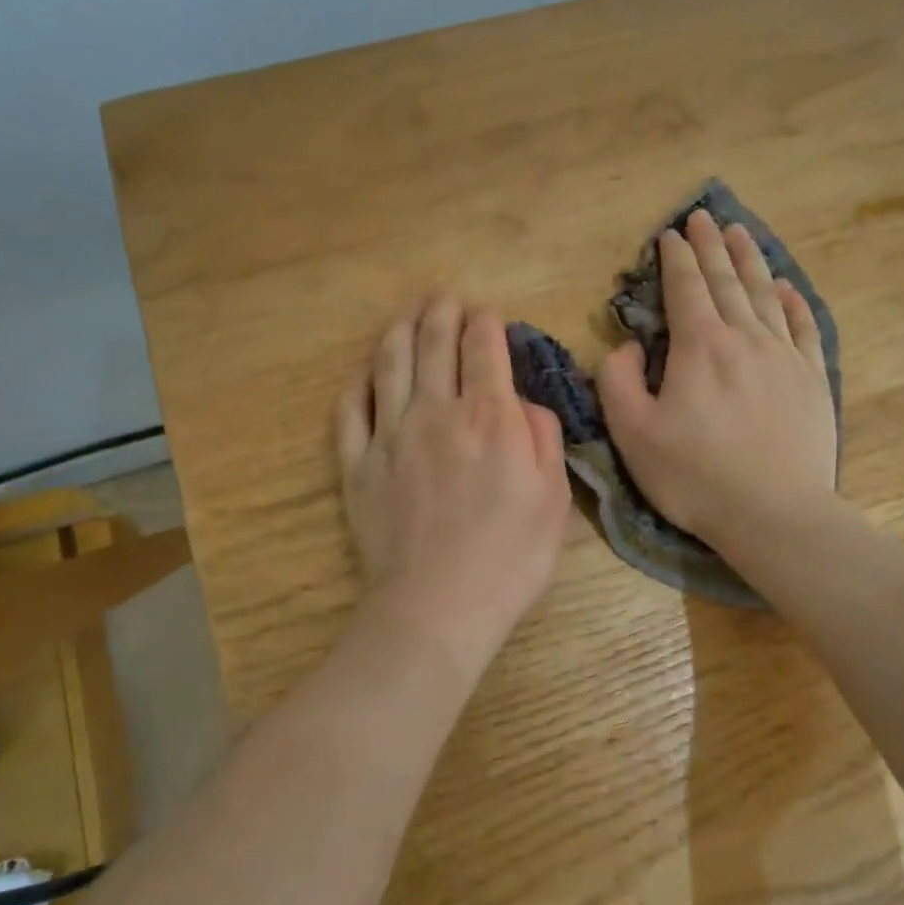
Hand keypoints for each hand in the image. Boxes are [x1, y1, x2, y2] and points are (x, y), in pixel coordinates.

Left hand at [337, 297, 571, 679]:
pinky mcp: (356, 465)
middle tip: (443, 298)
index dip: (486, 323)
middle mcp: (436, 412)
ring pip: (388, 365)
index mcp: (490, 417)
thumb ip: (542, 438)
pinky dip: (357, 386)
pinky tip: (364, 377)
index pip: (484, 348)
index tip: (488, 315)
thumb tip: (521, 402)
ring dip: (398, 332)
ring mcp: (390, 436)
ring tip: (405, 317)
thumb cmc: (510, 558)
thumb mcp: (554, 498)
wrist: (438, 606)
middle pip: (433, 344)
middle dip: (440, 313)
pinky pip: (349, 412)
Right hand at [598, 209, 836, 543]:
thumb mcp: (633, 434)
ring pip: (765, 295)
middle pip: (727, 280)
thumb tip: (628, 346)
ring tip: (740, 233)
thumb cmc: (695, 477)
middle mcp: (745, 338)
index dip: (676, 258)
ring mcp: (785, 356)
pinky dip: (793, 302)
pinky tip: (786, 288)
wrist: (775, 513)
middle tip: (705, 216)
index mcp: (700, 347)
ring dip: (750, 261)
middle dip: (712, 246)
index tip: (671, 234)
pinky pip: (804, 327)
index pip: (686, 287)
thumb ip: (617, 381)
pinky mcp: (812, 380)